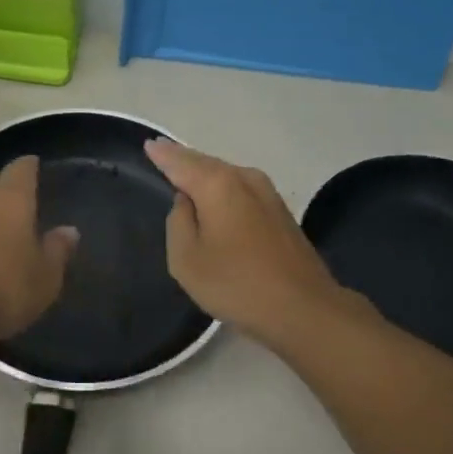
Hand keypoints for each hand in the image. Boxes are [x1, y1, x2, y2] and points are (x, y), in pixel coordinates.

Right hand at [144, 139, 354, 346]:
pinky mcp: (281, 212)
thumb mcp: (187, 259)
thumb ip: (178, 222)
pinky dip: (223, 188)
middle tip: (162, 151)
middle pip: (206, 163)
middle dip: (184, 158)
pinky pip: (241, 189)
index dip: (163, 155)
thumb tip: (186, 201)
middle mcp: (244, 179)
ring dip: (205, 173)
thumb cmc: (236, 284)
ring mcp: (268, 194)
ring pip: (227, 175)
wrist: (303, 308)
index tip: (149, 144)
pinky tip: (215, 197)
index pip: (181, 162)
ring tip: (184, 171)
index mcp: (217, 184)